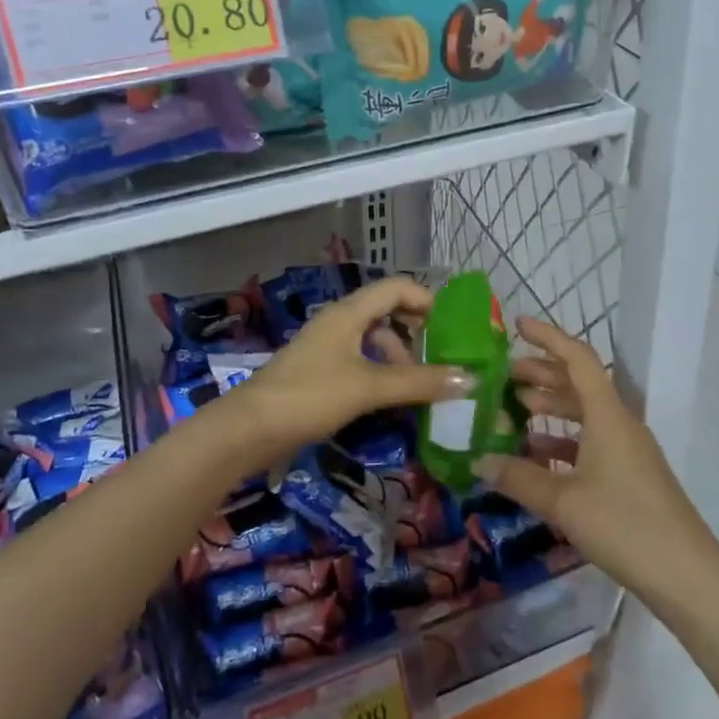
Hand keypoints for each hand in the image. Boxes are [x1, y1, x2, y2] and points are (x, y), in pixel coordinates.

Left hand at [228, 277, 474, 465]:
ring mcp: (326, 349)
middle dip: (415, 336)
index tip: (452, 327)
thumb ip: (419, 382)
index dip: (426, 299)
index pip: (395, 287)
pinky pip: (359, 365)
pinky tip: (390, 402)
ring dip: (398, 361)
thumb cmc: (310, 396)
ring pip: (372, 343)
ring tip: (418, 391)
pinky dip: (380, 377)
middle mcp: (338, 324)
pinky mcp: (318, 375)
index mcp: (349, 313)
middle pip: (386, 315)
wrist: (248, 430)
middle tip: (440, 362)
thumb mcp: (369, 387)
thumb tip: (470, 379)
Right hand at [474, 316, 718, 603]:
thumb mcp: (564, 501)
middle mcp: (619, 423)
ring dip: (550, 408)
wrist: (687, 576)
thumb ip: (518, 478)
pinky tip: (536, 457)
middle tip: (503, 375)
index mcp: (608, 415)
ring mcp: (627, 451)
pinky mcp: (629, 476)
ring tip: (514, 411)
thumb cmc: (625, 525)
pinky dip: (562, 442)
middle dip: (541, 374)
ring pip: (584, 414)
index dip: (548, 337)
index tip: (517, 325)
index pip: (577, 358)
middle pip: (578, 384)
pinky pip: (590, 443)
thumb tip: (478, 461)